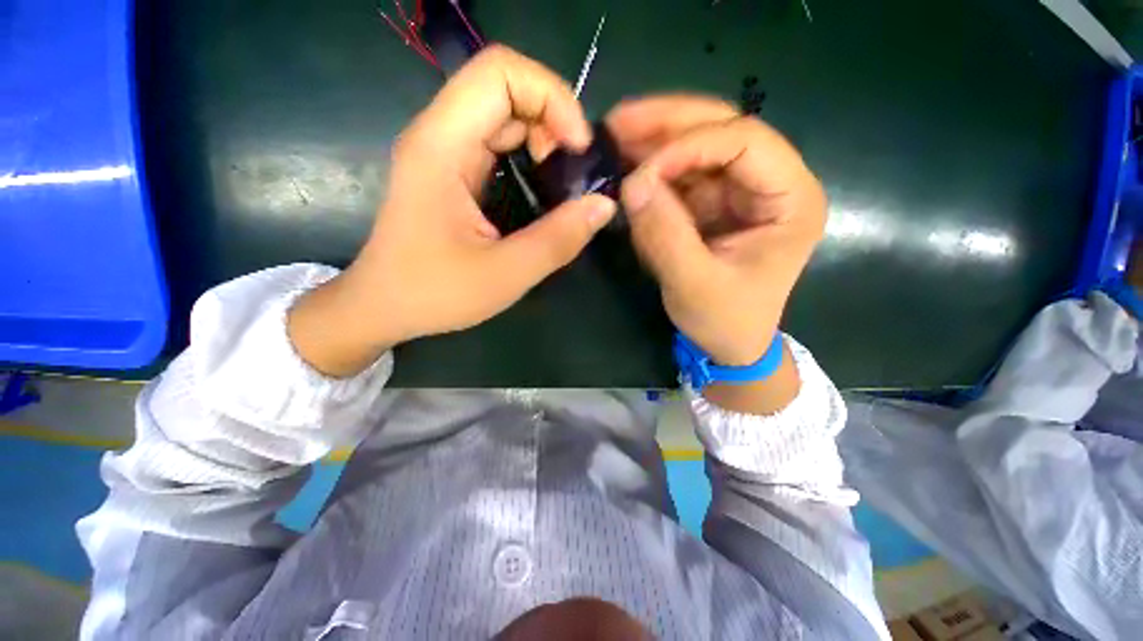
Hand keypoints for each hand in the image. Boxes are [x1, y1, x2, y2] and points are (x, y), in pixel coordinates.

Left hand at [289, 46, 616, 376]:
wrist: (384, 306)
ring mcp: (445, 152)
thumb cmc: (434, 293)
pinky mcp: (453, 171)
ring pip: (504, 113)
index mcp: (443, 146)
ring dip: (544, 139)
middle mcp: (440, 135)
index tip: (578, 150)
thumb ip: (558, 239)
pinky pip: (498, 142)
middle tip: (573, 173)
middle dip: (553, 120)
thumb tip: (603, 205)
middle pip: (505, 87)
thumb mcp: (505, 274)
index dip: (551, 97)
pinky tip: (542, 190)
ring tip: (562, 185)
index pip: (499, 71)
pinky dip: (530, 156)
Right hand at [608, 96, 826, 367]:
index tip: (641, 170)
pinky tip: (626, 165)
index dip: (689, 145)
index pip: (745, 141)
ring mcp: (740, 191)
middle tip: (618, 121)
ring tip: (614, 137)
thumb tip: (631, 184)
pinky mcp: (714, 204)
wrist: (728, 345)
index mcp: (790, 199)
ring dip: (655, 141)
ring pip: (698, 147)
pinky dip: (653, 169)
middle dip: (669, 124)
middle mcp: (771, 183)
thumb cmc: (725, 321)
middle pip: (722, 130)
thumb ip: (664, 235)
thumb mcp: (694, 285)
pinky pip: (682, 175)